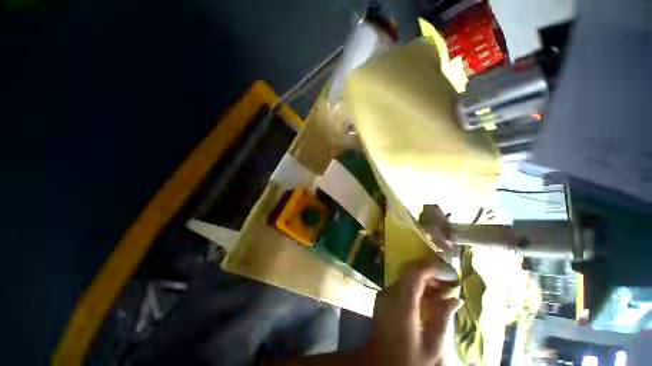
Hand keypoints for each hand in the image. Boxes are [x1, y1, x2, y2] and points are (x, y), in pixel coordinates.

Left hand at [367, 259, 461, 365]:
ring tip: (444, 291)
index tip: (452, 274)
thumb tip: (455, 299)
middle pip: (410, 271)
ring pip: (406, 276)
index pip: (416, 271)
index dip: (434, 267)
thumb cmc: (408, 360)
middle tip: (451, 283)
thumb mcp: (432, 346)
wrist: (381, 365)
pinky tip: (429, 297)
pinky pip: (402, 285)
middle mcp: (390, 292)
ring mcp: (384, 293)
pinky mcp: (383, 297)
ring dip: (425, 279)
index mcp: (402, 302)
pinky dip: (416, 286)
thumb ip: (443, 318)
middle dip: (432, 273)